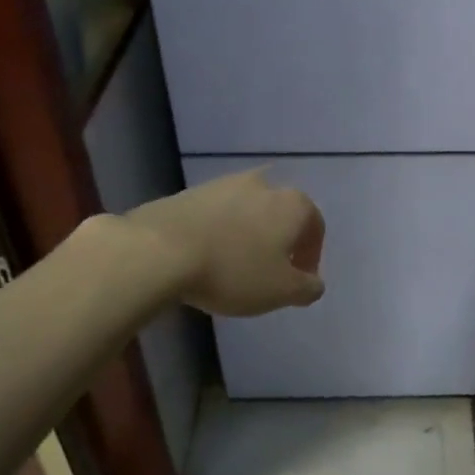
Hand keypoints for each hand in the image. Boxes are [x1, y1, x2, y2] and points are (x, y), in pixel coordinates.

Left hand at [126, 169, 325, 316]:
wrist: (160, 250)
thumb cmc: (233, 270)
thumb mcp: (281, 291)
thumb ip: (307, 288)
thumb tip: (314, 282)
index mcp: (293, 204)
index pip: (315, 226)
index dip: (311, 256)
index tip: (298, 281)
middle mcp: (264, 184)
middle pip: (281, 214)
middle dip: (280, 241)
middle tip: (269, 272)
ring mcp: (225, 183)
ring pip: (248, 211)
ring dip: (249, 234)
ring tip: (235, 266)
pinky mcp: (191, 191)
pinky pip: (217, 214)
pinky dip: (220, 231)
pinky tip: (207, 257)